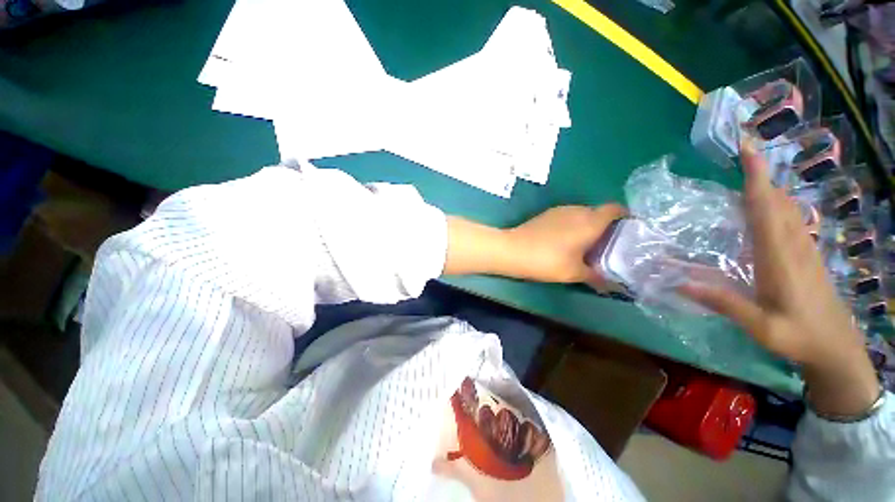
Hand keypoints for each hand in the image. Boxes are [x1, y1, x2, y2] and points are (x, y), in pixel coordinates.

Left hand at [504, 205, 626, 283]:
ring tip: (587, 245)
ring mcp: (560, 210)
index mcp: (590, 221)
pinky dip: (573, 225)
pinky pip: (568, 216)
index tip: (628, 232)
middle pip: (599, 212)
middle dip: (606, 226)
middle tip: (608, 245)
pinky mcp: (546, 214)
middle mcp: (577, 210)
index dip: (625, 217)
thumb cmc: (547, 260)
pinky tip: (566, 241)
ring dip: (587, 226)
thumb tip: (615, 286)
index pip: (615, 209)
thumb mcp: (574, 273)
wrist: (512, 249)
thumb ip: (597, 277)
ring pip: (582, 214)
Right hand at [680, 144, 878, 416]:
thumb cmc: (799, 336)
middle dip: (760, 173)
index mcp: (780, 257)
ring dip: (768, 185)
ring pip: (787, 207)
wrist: (837, 347)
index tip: (747, 150)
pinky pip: (791, 218)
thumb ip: (724, 303)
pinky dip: (776, 202)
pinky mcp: (807, 253)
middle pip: (777, 201)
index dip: (756, 178)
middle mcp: (794, 244)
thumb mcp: (760, 327)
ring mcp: (804, 247)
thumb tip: (680, 282)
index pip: (766, 209)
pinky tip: (767, 203)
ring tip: (749, 171)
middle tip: (742, 151)